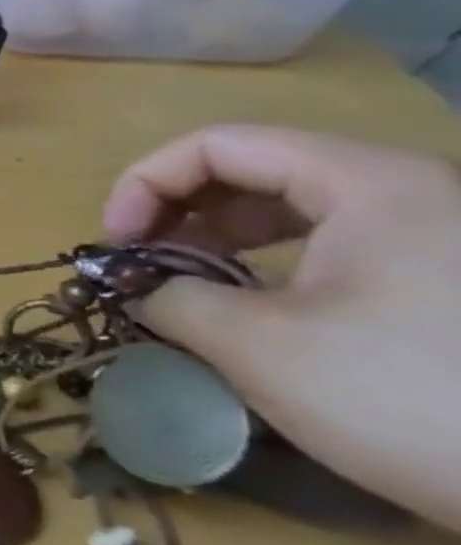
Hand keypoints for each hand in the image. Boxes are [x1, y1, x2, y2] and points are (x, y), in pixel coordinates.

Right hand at [102, 125, 460, 528]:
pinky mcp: (448, 283)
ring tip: (185, 287)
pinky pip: (333, 246)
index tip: (117, 244)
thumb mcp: (258, 346)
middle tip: (141, 263)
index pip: (217, 146)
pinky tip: (251, 310)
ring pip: (293, 208)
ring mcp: (437, 238)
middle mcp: (409, 193)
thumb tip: (134, 287)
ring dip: (218, 240)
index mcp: (369, 184)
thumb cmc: (413, 399)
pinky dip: (271, 265)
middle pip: (254, 169)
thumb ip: (169, 298)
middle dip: (177, 212)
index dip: (145, 185)